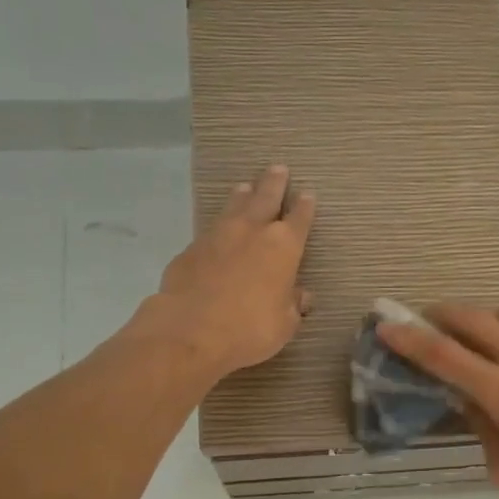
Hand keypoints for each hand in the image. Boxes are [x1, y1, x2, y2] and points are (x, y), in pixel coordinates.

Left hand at [143, 165, 316, 378]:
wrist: (190, 330)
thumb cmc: (249, 328)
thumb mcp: (283, 324)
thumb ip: (292, 305)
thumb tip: (301, 296)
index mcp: (283, 246)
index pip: (299, 218)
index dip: (305, 206)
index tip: (308, 194)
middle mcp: (252, 231)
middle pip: (265, 197)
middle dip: (274, 183)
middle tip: (278, 169)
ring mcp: (218, 236)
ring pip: (234, 206)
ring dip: (242, 196)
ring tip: (245, 187)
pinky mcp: (191, 249)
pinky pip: (210, 230)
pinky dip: (218, 226)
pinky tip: (217, 231)